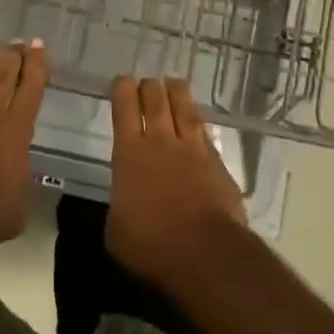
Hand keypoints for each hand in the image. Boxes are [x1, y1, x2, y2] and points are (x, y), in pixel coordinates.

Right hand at [107, 76, 248, 285]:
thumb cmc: (151, 244)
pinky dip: (197, 121)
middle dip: (150, 87)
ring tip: (174, 82)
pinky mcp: (218, 162)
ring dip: (177, 92)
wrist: (206, 252)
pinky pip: (204, 131)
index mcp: (129, 153)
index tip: (122, 81)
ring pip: (184, 108)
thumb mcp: (116, 229)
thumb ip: (119, 204)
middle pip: (156, 100)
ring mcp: (193, 149)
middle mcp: (160, 141)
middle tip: (148, 82)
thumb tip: (125, 200)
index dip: (122, 89)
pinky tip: (196, 119)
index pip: (124, 108)